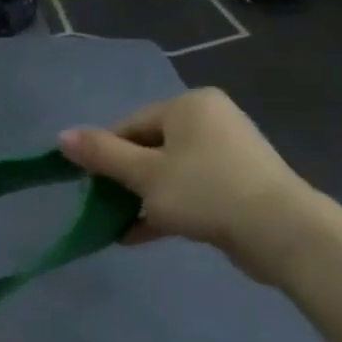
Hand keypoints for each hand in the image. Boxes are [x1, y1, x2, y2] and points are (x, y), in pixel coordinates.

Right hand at [58, 90, 325, 280]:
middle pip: (148, 147)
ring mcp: (227, 152)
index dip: (104, 156)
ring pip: (168, 172)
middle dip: (123, 180)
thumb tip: (61, 135)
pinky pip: (189, 190)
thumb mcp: (144, 174)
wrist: (280, 231)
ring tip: (118, 225)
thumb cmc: (205, 192)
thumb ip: (101, 155)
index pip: (129, 125)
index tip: (89, 187)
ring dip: (141, 199)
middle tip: (104, 207)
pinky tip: (139, 235)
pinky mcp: (237, 183)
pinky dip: (165, 209)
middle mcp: (209, 120)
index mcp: (188, 106)